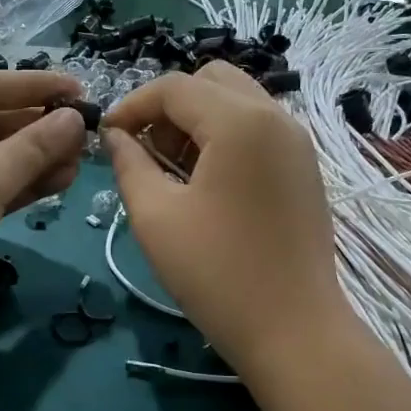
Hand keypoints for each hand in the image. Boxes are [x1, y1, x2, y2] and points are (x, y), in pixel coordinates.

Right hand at [103, 63, 348, 378]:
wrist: (293, 329)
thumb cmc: (216, 273)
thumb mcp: (155, 217)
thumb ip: (129, 164)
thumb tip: (116, 136)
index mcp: (240, 121)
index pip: (175, 87)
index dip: (132, 105)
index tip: (107, 137)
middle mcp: (276, 117)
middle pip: (212, 81)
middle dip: (169, 106)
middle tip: (144, 150)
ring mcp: (297, 142)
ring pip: (238, 102)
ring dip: (198, 120)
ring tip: (171, 169)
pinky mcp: (304, 168)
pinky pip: (258, 129)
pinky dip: (225, 137)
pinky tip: (206, 183)